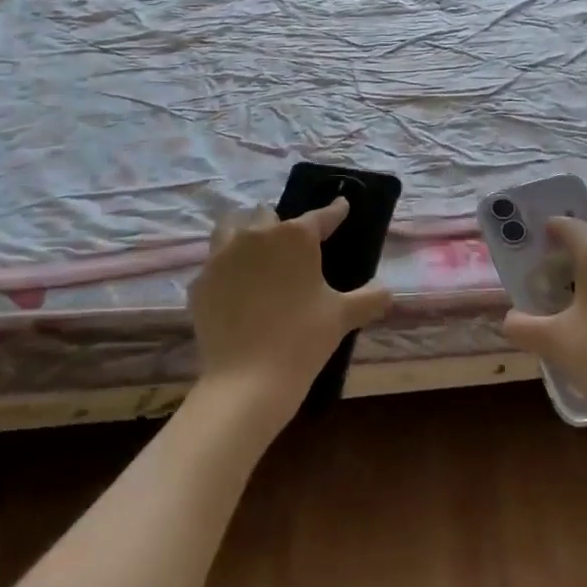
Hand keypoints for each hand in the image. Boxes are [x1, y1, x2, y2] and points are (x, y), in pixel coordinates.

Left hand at [188, 199, 391, 428]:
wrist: (247, 380)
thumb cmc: (303, 338)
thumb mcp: (344, 316)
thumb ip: (370, 297)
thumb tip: (386, 291)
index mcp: (295, 236)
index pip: (321, 216)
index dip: (335, 211)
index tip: (342, 206)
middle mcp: (256, 235)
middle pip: (268, 215)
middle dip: (281, 225)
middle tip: (293, 247)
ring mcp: (222, 257)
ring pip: (231, 227)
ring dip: (245, 232)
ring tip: (256, 252)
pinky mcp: (200, 282)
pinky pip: (214, 264)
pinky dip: (226, 270)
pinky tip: (236, 289)